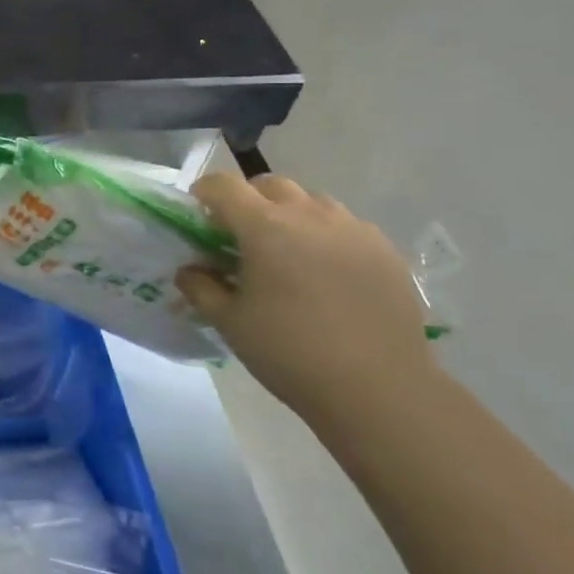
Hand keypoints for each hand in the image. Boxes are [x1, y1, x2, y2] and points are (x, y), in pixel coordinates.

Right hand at [177, 173, 436, 417]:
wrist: (378, 388)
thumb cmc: (290, 353)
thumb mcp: (231, 323)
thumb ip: (201, 288)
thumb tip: (189, 270)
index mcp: (265, 227)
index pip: (224, 186)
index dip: (204, 194)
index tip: (198, 216)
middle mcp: (309, 214)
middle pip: (270, 185)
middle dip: (248, 201)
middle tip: (241, 238)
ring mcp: (353, 228)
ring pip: (312, 202)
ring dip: (290, 216)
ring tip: (288, 256)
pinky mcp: (384, 249)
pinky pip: (346, 227)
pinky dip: (326, 237)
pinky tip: (328, 276)